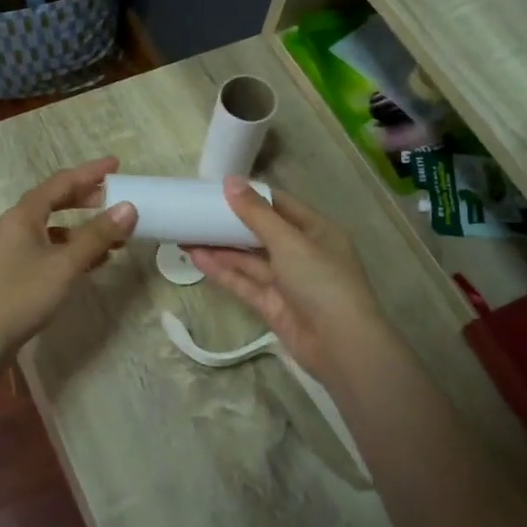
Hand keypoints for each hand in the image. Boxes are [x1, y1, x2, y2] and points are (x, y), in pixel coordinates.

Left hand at [0, 158, 135, 371]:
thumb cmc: (20, 295)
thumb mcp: (64, 264)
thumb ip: (96, 236)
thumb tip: (129, 207)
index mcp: (24, 215)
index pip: (61, 182)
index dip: (90, 172)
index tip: (116, 164)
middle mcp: (18, 226)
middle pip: (56, 202)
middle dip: (87, 198)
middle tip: (117, 197)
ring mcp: (16, 250)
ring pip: (56, 229)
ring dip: (84, 228)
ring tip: (115, 233)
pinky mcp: (19, 273)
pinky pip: (52, 250)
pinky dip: (74, 251)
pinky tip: (94, 262)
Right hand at [186, 178, 385, 382]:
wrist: (341, 345)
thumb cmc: (322, 282)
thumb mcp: (289, 241)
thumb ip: (257, 213)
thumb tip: (230, 181)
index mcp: (316, 230)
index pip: (280, 205)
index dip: (251, 195)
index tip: (218, 188)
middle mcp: (302, 253)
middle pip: (261, 232)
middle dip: (230, 223)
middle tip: (195, 211)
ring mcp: (286, 281)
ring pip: (249, 259)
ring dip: (220, 247)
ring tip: (186, 233)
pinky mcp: (272, 305)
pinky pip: (244, 283)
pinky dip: (222, 271)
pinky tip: (197, 258)